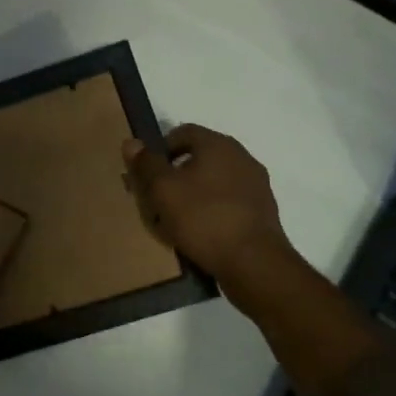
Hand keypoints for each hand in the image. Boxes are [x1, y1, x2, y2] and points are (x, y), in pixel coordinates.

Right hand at [123, 126, 292, 287]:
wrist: (254, 263)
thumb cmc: (203, 218)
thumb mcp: (163, 189)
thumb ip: (146, 164)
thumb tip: (132, 142)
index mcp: (219, 144)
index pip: (184, 132)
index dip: (161, 148)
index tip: (147, 173)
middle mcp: (242, 157)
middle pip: (200, 156)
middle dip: (176, 173)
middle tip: (157, 196)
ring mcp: (256, 185)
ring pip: (214, 181)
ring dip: (194, 193)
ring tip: (176, 218)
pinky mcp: (263, 211)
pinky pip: (228, 202)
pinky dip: (212, 210)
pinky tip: (200, 232)